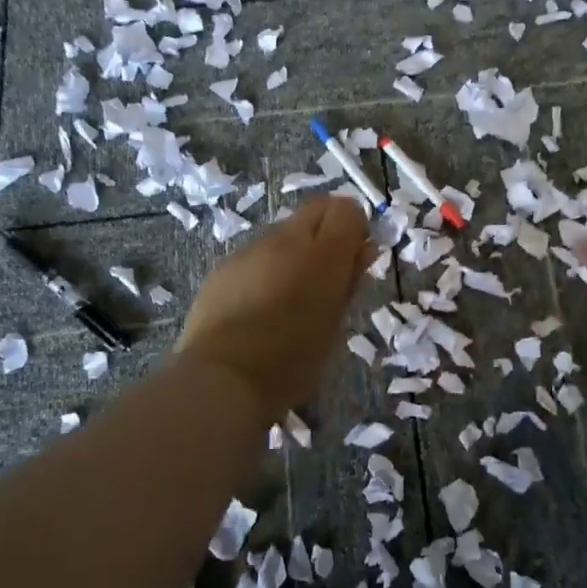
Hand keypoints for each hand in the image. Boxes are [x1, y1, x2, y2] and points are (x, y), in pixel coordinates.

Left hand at [176, 194, 371, 420]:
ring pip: (285, 230)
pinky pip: (257, 252)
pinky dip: (267, 266)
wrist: (221, 379)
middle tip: (328, 271)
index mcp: (323, 255)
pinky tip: (259, 304)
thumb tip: (364, 248)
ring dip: (296, 249)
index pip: (347, 209)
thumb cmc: (292, 361)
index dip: (356, 226)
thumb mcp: (334, 324)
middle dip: (328, 229)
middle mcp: (286, 240)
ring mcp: (251, 248)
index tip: (355, 256)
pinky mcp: (225, 264)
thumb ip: (350, 280)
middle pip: (317, 208)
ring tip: (290, 294)